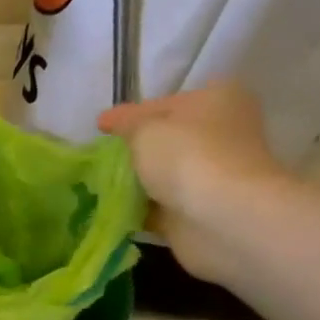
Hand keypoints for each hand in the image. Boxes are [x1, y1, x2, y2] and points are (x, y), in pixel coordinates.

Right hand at [97, 83, 294, 284]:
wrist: (222, 218)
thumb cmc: (187, 157)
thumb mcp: (144, 128)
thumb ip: (124, 122)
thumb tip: (108, 120)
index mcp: (216, 100)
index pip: (164, 104)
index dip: (130, 116)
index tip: (100, 129)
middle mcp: (220, 134)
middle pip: (166, 140)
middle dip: (133, 151)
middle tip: (97, 159)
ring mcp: (212, 175)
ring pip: (163, 175)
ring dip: (135, 182)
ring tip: (97, 185)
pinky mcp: (200, 211)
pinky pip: (160, 207)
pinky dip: (139, 209)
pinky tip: (111, 210)